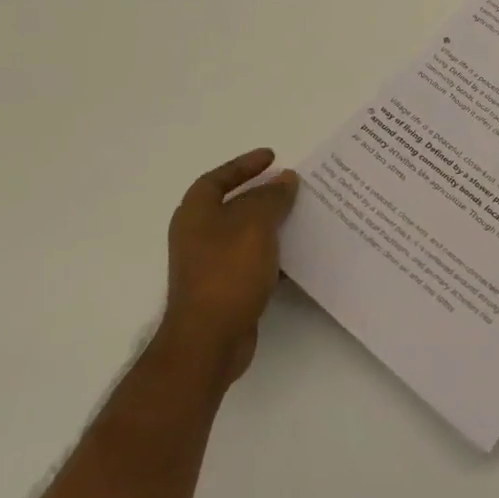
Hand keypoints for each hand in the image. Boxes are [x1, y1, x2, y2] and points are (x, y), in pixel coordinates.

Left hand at [160, 148, 298, 383]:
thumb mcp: (254, 224)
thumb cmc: (227, 272)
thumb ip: (271, 197)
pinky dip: (272, 252)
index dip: (244, 165)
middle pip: (232, 204)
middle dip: (262, 193)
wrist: (209, 341)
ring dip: (271, 223)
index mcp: (196, 213)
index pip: (218, 178)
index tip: (272, 156)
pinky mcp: (225, 288)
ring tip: (302, 214)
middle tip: (292, 184)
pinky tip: (297, 253)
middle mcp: (198, 235)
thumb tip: (285, 178)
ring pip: (245, 233)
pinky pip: (252, 260)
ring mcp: (210, 264)